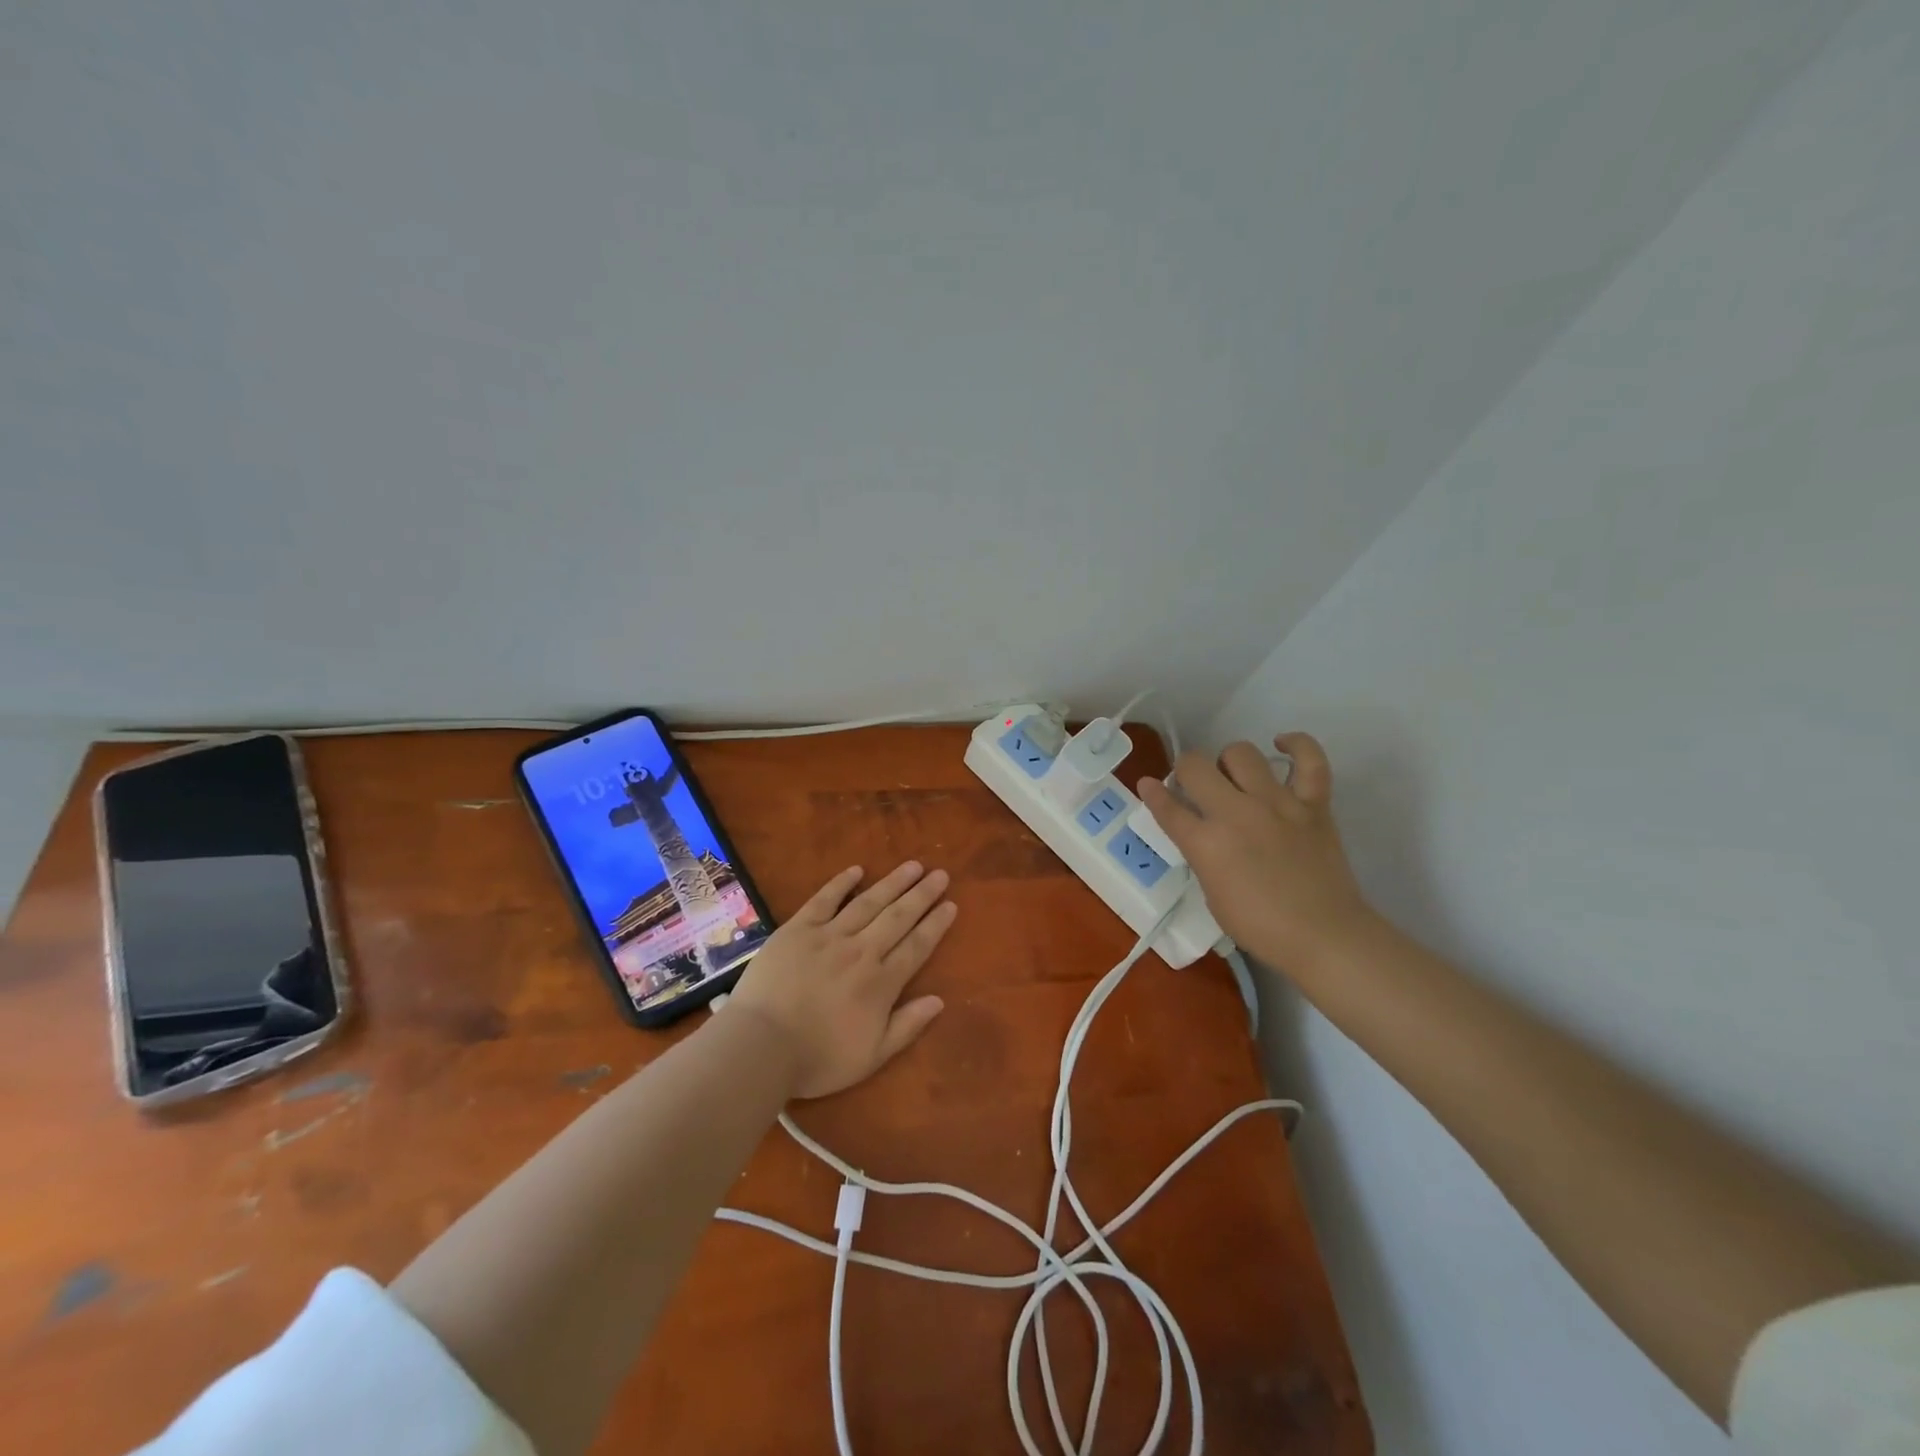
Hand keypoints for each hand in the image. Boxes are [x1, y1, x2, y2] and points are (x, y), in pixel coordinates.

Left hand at [726, 861, 956, 1099]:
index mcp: (881, 983)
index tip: (951, 904)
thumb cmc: (817, 1059)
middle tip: (940, 874)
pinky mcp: (798, 929)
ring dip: (893, 882)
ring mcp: (829, 936)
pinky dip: (842, 883)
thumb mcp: (871, 1057)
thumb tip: (939, 1000)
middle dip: (922, 895)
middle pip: (898, 917)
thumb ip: (907, 1026)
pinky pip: (824, 899)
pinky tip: (857, 869)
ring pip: (868, 902)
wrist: (761, 1046)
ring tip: (912, 866)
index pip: (916, 946)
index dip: (935, 924)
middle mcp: (861, 951)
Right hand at [1138, 733, 1374, 974]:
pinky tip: (1281, 744)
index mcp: (1206, 843)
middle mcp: (1236, 814)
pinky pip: (1309, 761)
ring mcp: (1277, 804)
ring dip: (1229, 761)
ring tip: (1234, 776)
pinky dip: (1297, 745)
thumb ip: (1203, 856)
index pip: (1167, 807)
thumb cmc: (1261, 927)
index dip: (1152, 793)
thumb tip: (1203, 834)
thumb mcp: (1213, 895)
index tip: (1148, 785)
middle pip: (1196, 767)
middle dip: (1186, 770)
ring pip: (1242, 753)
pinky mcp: (1313, 804)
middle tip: (1195, 786)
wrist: (1324, 936)